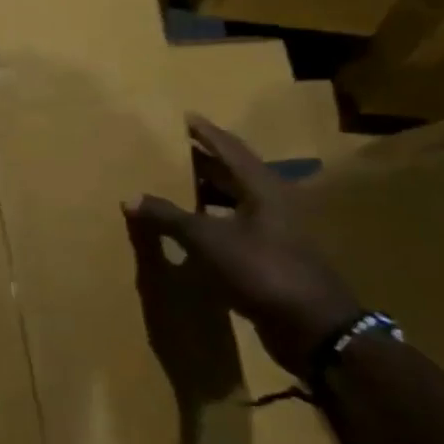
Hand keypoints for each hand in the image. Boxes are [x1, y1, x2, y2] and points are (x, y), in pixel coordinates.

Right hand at [123, 115, 361, 376]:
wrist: (312, 326)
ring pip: (234, 200)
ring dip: (205, 192)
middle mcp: (273, 203)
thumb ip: (169, 217)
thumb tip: (130, 197)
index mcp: (264, 189)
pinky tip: (189, 227)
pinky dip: (210, 220)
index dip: (207, 133)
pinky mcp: (271, 256)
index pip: (231, 150)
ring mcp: (275, 231)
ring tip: (173, 185)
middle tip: (172, 150)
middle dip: (203, 161)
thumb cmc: (262, 270)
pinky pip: (233, 226)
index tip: (186, 117)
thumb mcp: (208, 240)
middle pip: (233, 173)